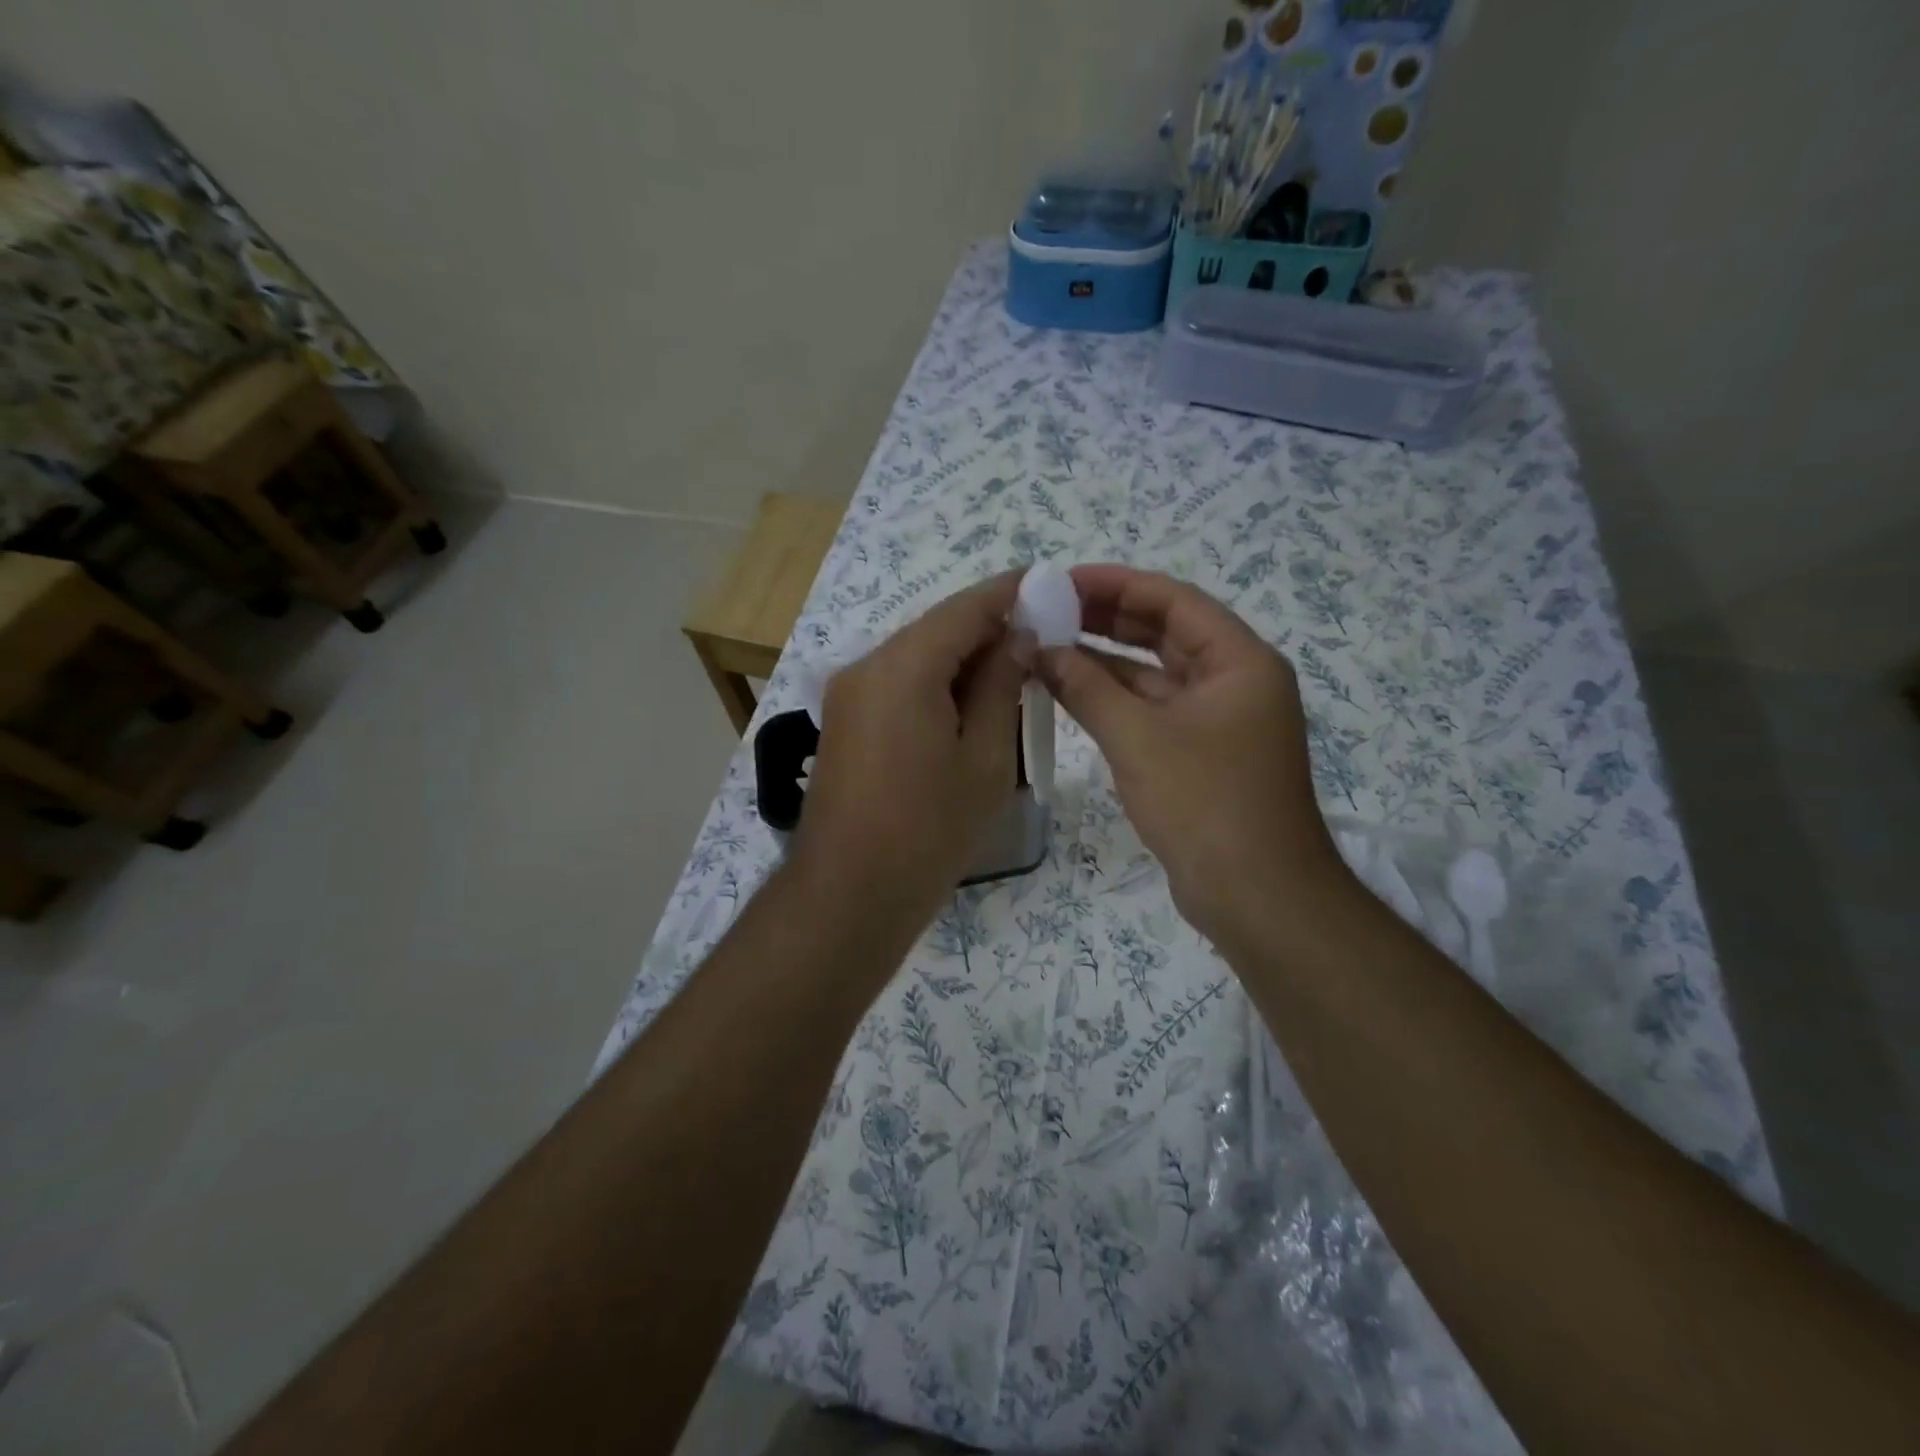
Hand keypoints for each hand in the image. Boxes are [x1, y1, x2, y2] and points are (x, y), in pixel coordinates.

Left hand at [793, 571, 1027, 924]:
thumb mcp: (985, 758)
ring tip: (1011, 680)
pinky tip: (966, 709)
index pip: (965, 607)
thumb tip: (1018, 638)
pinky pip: (897, 684)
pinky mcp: (843, 721)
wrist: (850, 893)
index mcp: (904, 666)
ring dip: (962, 661)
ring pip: (916, 656)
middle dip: (988, 631)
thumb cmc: (930, 829)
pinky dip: (934, 685)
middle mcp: (867, 665)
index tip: (1050, 589)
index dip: (1010, 593)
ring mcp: (848, 693)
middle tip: (1040, 644)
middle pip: (936, 629)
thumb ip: (1001, 686)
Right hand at [1040, 565, 1348, 945]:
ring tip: (1047, 644)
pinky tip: (1070, 690)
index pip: (1172, 600)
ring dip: (1105, 661)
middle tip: (1047, 610)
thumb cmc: (1205, 804)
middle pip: (1164, 632)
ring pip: (1155, 675)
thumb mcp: (1138, 738)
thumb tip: (1040, 649)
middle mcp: (1235, 681)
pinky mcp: (1201, 754)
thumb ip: (1086, 688)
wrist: (1256, 896)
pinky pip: (1153, 711)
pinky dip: (1115, 700)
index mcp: (1239, 661)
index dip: (1115, 585)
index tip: (1061, 580)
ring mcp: (1219, 720)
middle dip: (1106, 619)